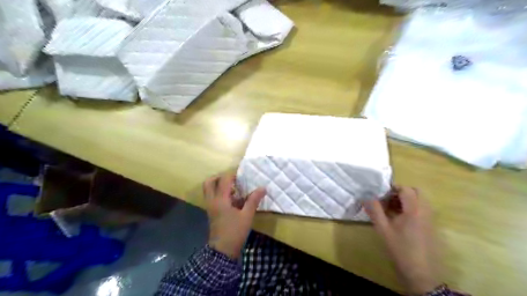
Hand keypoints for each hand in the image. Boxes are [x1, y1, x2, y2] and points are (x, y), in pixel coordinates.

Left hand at [202, 174, 265, 258]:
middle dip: (220, 177)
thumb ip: (254, 200)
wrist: (223, 251)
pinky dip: (221, 194)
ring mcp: (210, 207)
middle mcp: (212, 201)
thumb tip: (263, 188)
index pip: (224, 179)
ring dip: (220, 186)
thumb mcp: (247, 215)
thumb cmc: (235, 232)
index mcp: (220, 199)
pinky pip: (213, 197)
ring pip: (210, 190)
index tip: (243, 177)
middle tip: (232, 180)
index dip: (233, 175)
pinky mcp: (211, 213)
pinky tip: (234, 200)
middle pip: (209, 182)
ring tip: (235, 190)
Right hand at [366, 186, 438, 294]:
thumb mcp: (383, 230)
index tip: (381, 195)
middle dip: (401, 193)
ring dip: (406, 200)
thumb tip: (366, 196)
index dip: (392, 188)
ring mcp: (431, 219)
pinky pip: (423, 210)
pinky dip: (412, 208)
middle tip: (387, 201)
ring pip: (420, 201)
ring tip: (392, 210)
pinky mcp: (432, 227)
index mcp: (414, 210)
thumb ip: (375, 211)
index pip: (406, 189)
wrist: (422, 274)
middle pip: (416, 192)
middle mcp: (425, 211)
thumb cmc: (400, 250)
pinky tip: (400, 220)